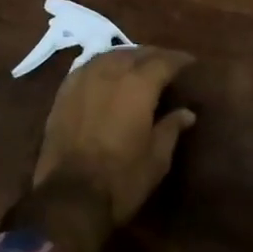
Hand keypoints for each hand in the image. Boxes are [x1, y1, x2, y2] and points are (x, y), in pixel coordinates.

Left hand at [32, 45, 196, 219]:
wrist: (69, 197)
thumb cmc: (122, 179)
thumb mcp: (157, 158)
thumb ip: (171, 128)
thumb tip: (187, 113)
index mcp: (138, 85)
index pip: (164, 61)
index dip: (179, 60)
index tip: (190, 62)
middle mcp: (110, 74)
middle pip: (135, 53)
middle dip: (153, 55)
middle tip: (166, 63)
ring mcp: (82, 81)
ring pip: (108, 56)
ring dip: (126, 57)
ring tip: (136, 65)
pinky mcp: (62, 94)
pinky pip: (86, 68)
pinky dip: (102, 66)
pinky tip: (106, 75)